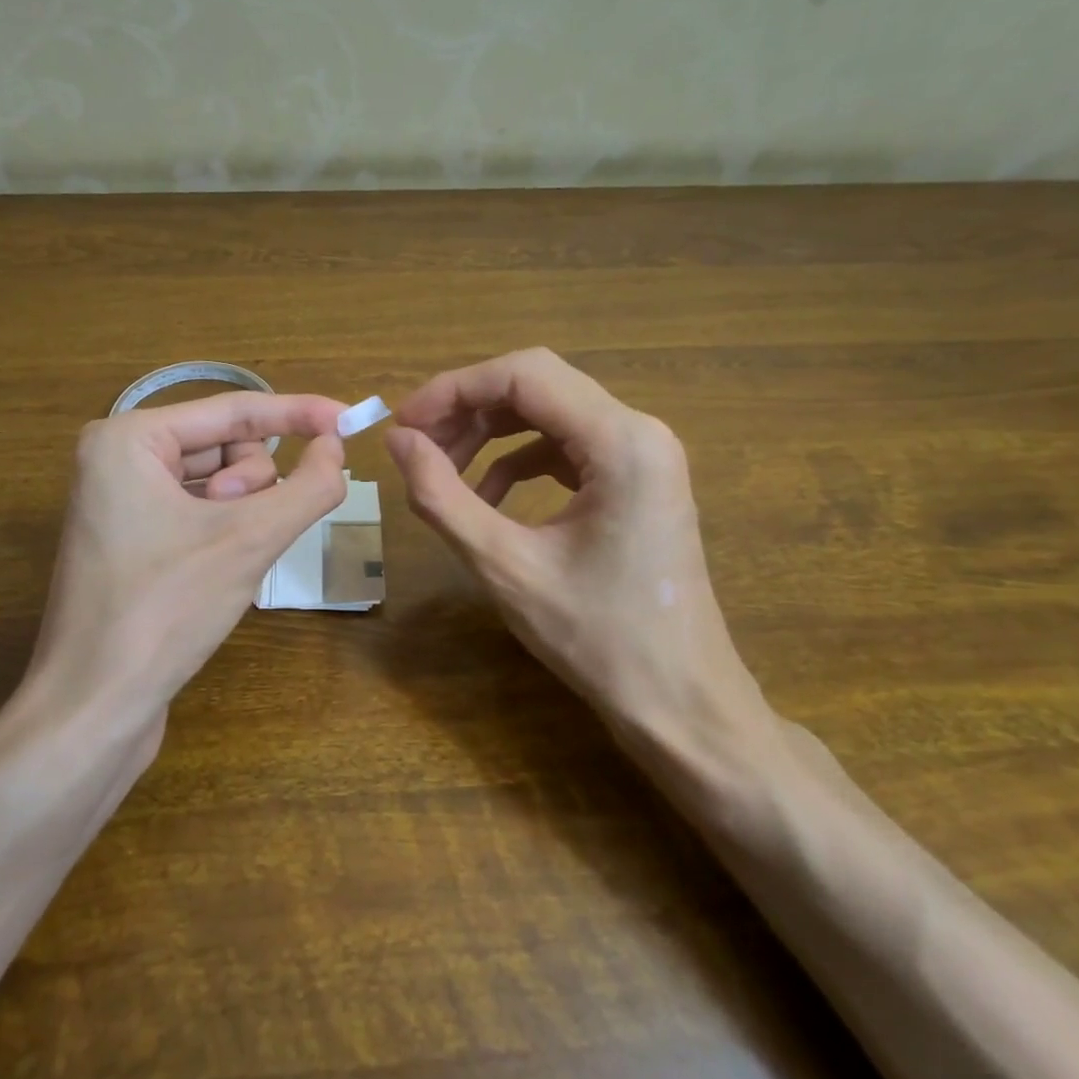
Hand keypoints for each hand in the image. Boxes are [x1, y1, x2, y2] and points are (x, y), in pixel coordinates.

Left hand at [26, 392, 347, 728]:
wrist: (93, 709)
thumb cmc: (164, 611)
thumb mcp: (249, 541)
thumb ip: (308, 486)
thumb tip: (338, 448)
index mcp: (128, 439)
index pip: (234, 410)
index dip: (299, 413)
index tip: (351, 419)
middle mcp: (118, 458)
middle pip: (225, 446)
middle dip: (252, 486)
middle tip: (241, 532)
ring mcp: (121, 500)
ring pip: (218, 481)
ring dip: (242, 514)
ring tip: (225, 559)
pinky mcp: (131, 539)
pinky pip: (199, 510)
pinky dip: (226, 531)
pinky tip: (221, 570)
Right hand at [385, 350, 777, 767]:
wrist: (680, 703)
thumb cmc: (598, 640)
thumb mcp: (506, 568)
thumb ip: (443, 497)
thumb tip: (398, 441)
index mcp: (620, 441)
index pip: (524, 375)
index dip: (453, 389)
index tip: (403, 424)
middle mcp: (639, 431)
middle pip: (537, 386)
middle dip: (468, 409)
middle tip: (416, 446)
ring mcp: (643, 455)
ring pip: (549, 413)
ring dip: (490, 433)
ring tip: (442, 470)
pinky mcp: (636, 480)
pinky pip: (566, 447)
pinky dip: (518, 461)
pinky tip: (486, 498)